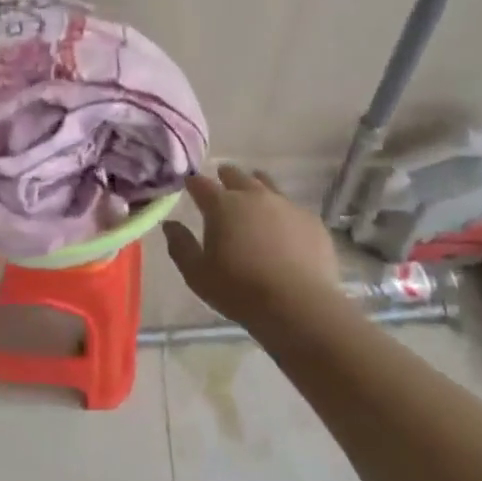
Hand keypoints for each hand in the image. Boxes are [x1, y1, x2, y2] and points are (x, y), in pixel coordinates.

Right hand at [162, 165, 340, 329]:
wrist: (298, 305)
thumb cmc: (239, 290)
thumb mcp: (197, 274)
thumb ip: (180, 246)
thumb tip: (170, 225)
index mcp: (222, 205)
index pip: (201, 184)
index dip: (193, 183)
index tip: (189, 184)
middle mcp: (254, 196)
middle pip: (236, 175)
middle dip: (225, 177)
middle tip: (221, 182)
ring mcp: (286, 205)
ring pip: (267, 184)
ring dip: (256, 185)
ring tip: (253, 194)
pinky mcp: (311, 220)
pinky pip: (292, 207)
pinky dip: (282, 211)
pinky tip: (283, 226)